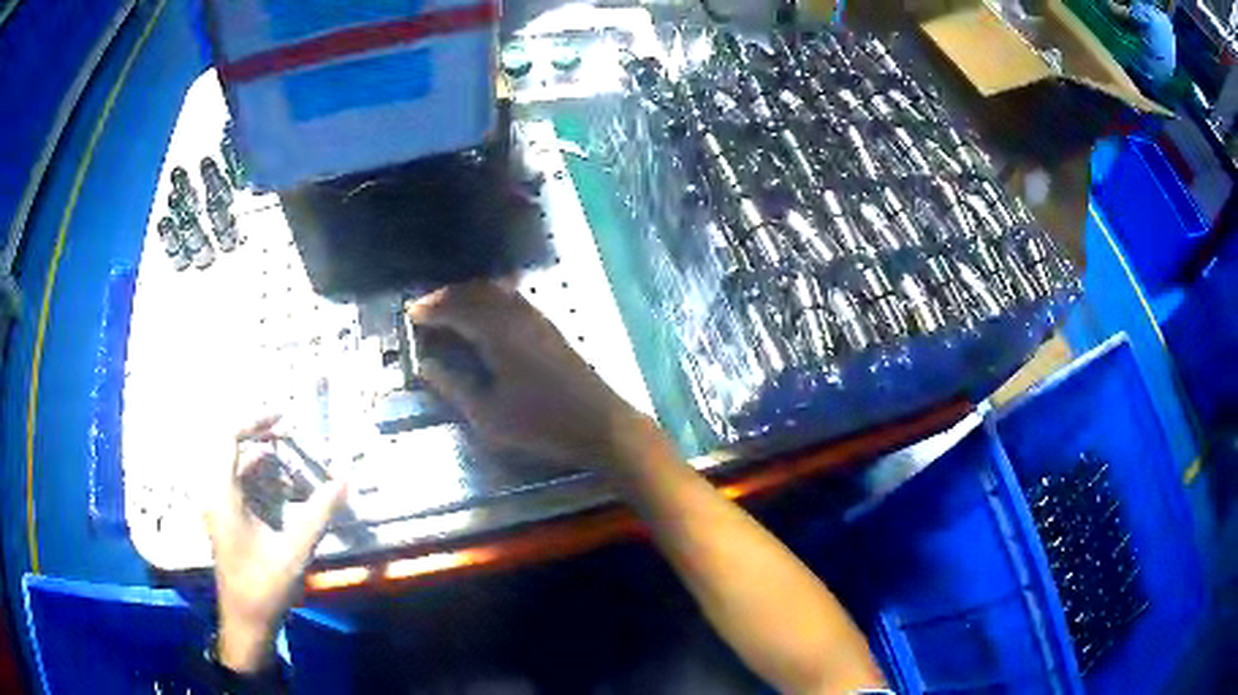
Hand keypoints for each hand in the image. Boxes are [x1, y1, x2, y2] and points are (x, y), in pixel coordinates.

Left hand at [203, 416, 347, 672]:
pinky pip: (243, 487)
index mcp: (223, 495)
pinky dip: (265, 484)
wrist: (246, 621)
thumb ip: (319, 513)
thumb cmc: (264, 586)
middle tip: (298, 443)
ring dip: (269, 467)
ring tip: (300, 475)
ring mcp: (220, 507)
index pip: (229, 438)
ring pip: (241, 470)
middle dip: (268, 443)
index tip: (284, 416)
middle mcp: (216, 494)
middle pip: (236, 450)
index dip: (254, 420)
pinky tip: (289, 498)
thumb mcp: (295, 550)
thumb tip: (343, 481)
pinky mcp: (227, 519)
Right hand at [408, 281, 646, 465]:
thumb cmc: (541, 425)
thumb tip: (426, 365)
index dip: (430, 309)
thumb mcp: (488, 415)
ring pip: (495, 291)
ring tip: (447, 311)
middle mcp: (517, 315)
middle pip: (475, 292)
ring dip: (468, 294)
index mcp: (498, 333)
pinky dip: (489, 298)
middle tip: (424, 310)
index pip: (456, 309)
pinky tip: (483, 316)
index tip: (409, 313)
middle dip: (446, 296)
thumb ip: (454, 386)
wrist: (600, 424)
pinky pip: (511, 298)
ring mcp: (537, 318)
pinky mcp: (549, 326)